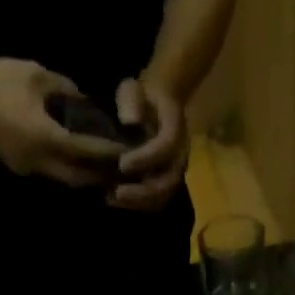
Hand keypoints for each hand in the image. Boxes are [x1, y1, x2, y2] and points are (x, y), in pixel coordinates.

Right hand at [0, 58, 123, 186]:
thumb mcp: (37, 74)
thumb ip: (64, 89)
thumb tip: (85, 101)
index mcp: (43, 136)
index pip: (82, 150)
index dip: (104, 151)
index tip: (124, 150)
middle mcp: (38, 160)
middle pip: (76, 177)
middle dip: (97, 174)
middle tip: (117, 167)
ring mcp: (29, 168)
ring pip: (63, 179)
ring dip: (82, 174)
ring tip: (100, 166)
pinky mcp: (21, 168)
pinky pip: (49, 172)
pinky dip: (64, 167)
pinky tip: (74, 158)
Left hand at [111, 76, 188, 210]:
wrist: (156, 108)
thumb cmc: (142, 98)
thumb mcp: (133, 89)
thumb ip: (131, 100)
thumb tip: (128, 122)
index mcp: (176, 128)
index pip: (166, 147)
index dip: (146, 158)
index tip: (122, 163)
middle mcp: (180, 155)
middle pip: (168, 182)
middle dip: (142, 192)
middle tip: (117, 193)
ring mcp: (175, 173)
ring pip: (163, 197)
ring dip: (139, 203)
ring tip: (114, 199)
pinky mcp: (167, 186)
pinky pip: (156, 203)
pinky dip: (137, 205)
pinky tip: (116, 200)